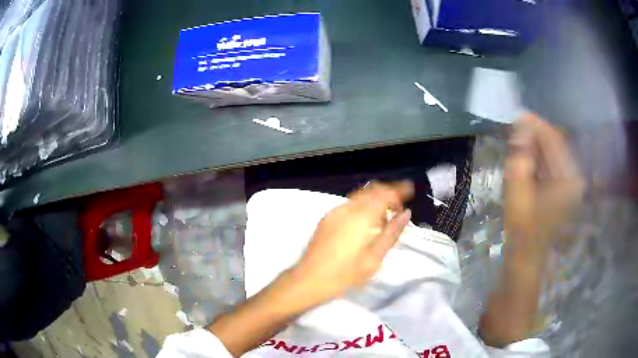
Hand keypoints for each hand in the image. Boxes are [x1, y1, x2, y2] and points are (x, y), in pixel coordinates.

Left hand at [207, 182, 413, 355]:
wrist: (309, 279)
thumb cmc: (345, 274)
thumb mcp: (374, 258)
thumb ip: (391, 233)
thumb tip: (406, 214)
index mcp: (361, 217)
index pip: (384, 194)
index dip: (399, 190)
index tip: (410, 191)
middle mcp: (348, 208)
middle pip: (372, 190)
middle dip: (388, 191)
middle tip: (400, 202)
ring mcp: (334, 212)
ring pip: (360, 196)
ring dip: (375, 198)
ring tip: (386, 212)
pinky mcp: (327, 218)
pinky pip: (350, 203)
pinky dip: (363, 205)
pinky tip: (367, 220)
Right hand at [481, 113, 584, 346]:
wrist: (526, 260)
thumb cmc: (522, 232)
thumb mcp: (518, 194)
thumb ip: (520, 158)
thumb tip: (520, 127)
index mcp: (568, 179)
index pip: (554, 140)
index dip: (536, 126)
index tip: (517, 116)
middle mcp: (573, 177)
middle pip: (555, 144)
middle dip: (535, 134)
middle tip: (514, 128)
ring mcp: (569, 184)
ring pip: (553, 153)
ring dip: (536, 145)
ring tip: (517, 141)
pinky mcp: (563, 189)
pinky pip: (551, 164)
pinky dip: (538, 157)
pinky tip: (526, 157)